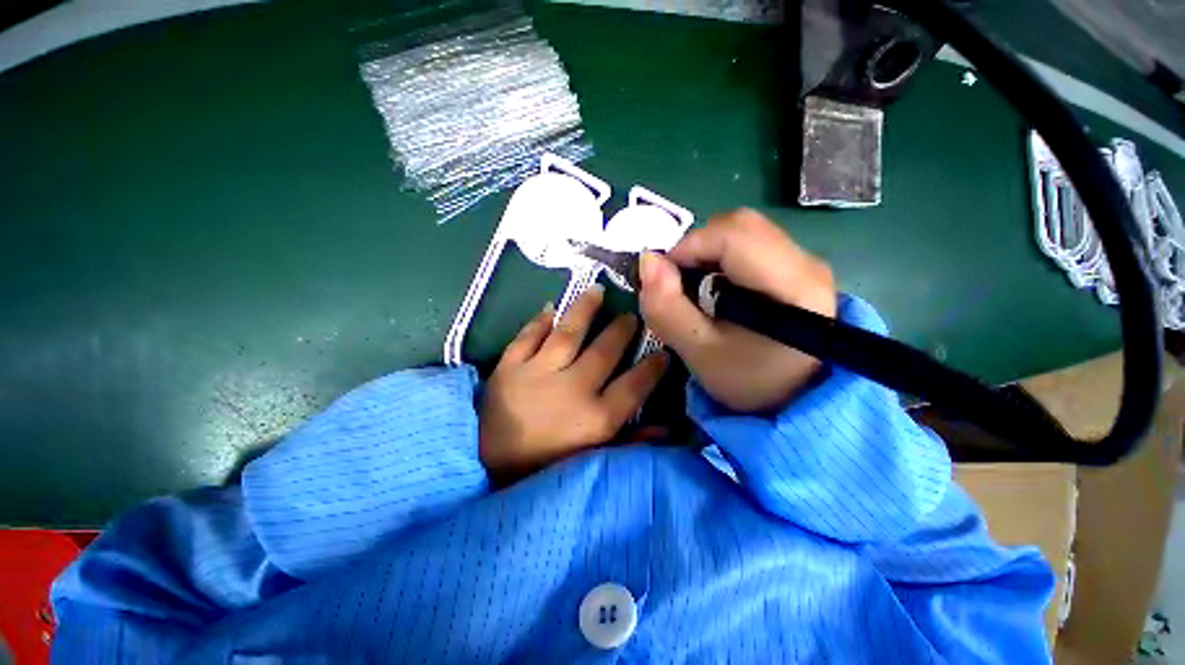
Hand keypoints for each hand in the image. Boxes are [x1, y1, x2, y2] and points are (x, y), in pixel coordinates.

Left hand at [480, 286, 669, 484]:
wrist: (484, 467)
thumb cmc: (543, 468)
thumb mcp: (592, 461)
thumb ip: (630, 443)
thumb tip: (668, 431)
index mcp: (596, 417)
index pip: (635, 385)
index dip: (653, 367)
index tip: (664, 351)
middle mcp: (572, 389)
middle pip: (605, 350)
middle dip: (622, 329)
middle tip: (631, 314)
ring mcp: (538, 373)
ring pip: (568, 332)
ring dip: (585, 309)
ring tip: (597, 291)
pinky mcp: (509, 366)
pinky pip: (528, 336)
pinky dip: (540, 320)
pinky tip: (551, 307)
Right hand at [639, 208, 836, 412]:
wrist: (793, 398)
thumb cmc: (747, 379)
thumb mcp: (698, 352)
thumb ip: (667, 308)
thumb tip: (647, 260)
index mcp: (790, 286)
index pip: (733, 235)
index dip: (689, 247)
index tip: (665, 278)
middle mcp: (805, 262)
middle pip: (739, 226)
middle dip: (696, 248)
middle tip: (681, 285)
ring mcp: (804, 261)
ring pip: (743, 231)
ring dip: (707, 253)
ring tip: (697, 290)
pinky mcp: (797, 266)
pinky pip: (750, 243)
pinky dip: (720, 258)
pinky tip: (717, 289)